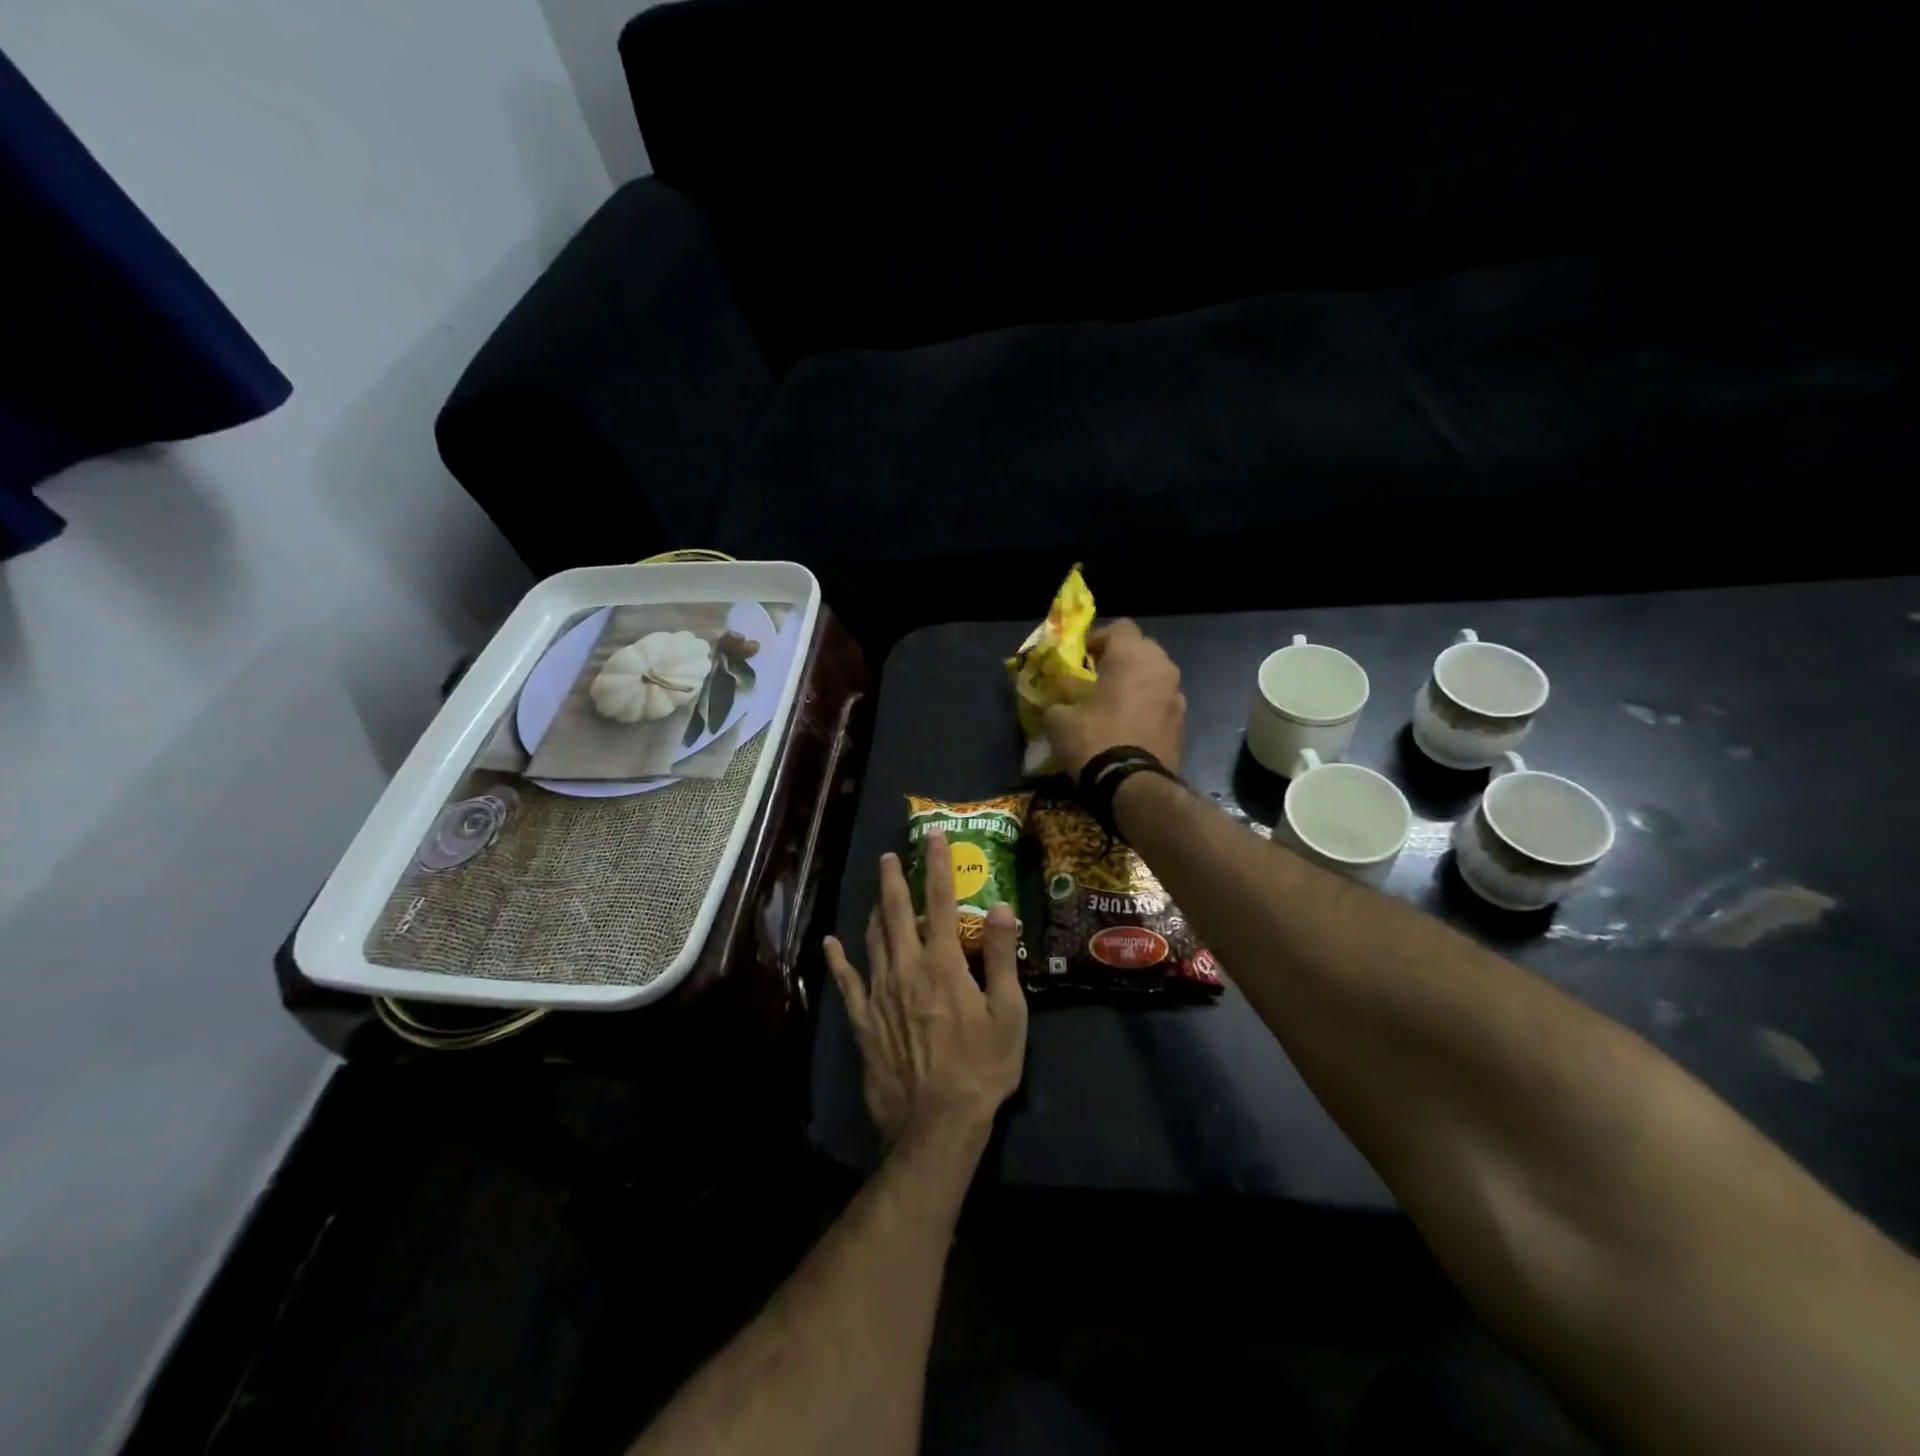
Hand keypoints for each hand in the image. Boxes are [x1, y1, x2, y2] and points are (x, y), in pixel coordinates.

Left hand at [823, 832, 1027, 1146]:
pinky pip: (847, 982)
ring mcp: (879, 993)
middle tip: (891, 855)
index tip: (934, 836)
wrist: (936, 1125)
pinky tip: (831, 943)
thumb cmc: (981, 1069)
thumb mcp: (1009, 1013)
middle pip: (898, 912)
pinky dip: (838, 960)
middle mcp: (907, 968)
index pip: (941, 900)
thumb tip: (1001, 907)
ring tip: (877, 890)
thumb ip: (1004, 957)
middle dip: (895, 879)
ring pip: (873, 938)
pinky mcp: (863, 1020)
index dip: (937, 865)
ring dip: (875, 909)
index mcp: (944, 963)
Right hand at [1041, 619, 1185, 776]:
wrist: (1134, 787)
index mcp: (1133, 656)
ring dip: (1135, 685)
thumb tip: (1056, 703)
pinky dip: (1146, 708)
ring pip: (1154, 678)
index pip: (1119, 627)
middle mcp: (1162, 668)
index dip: (1097, 639)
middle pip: (1141, 650)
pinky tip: (1128, 728)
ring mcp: (1178, 696)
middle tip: (1095, 681)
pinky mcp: (1183, 724)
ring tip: (1112, 706)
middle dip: (1119, 661)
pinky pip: (1161, 704)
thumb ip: (1057, 700)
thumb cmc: (1095, 740)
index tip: (1080, 660)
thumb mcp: (1058, 719)